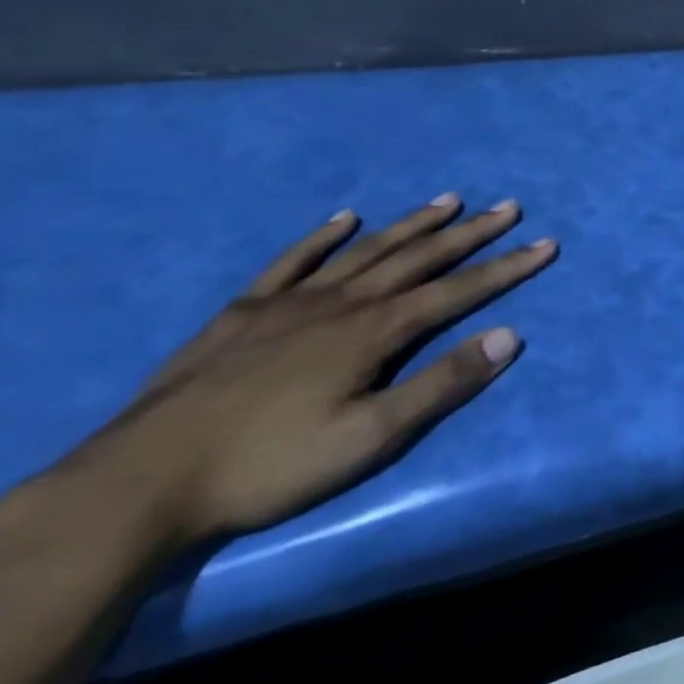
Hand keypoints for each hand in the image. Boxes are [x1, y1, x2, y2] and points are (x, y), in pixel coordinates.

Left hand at [46, 195, 556, 550]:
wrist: (138, 483)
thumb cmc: (266, 467)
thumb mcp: (367, 439)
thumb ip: (440, 385)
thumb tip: (508, 336)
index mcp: (375, 331)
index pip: (458, 291)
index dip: (506, 267)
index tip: (545, 244)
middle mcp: (342, 302)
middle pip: (419, 258)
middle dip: (471, 233)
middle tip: (509, 207)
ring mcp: (291, 302)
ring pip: (367, 251)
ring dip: (412, 224)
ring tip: (449, 199)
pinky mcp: (244, 313)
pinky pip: (292, 263)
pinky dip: (322, 238)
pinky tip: (344, 219)